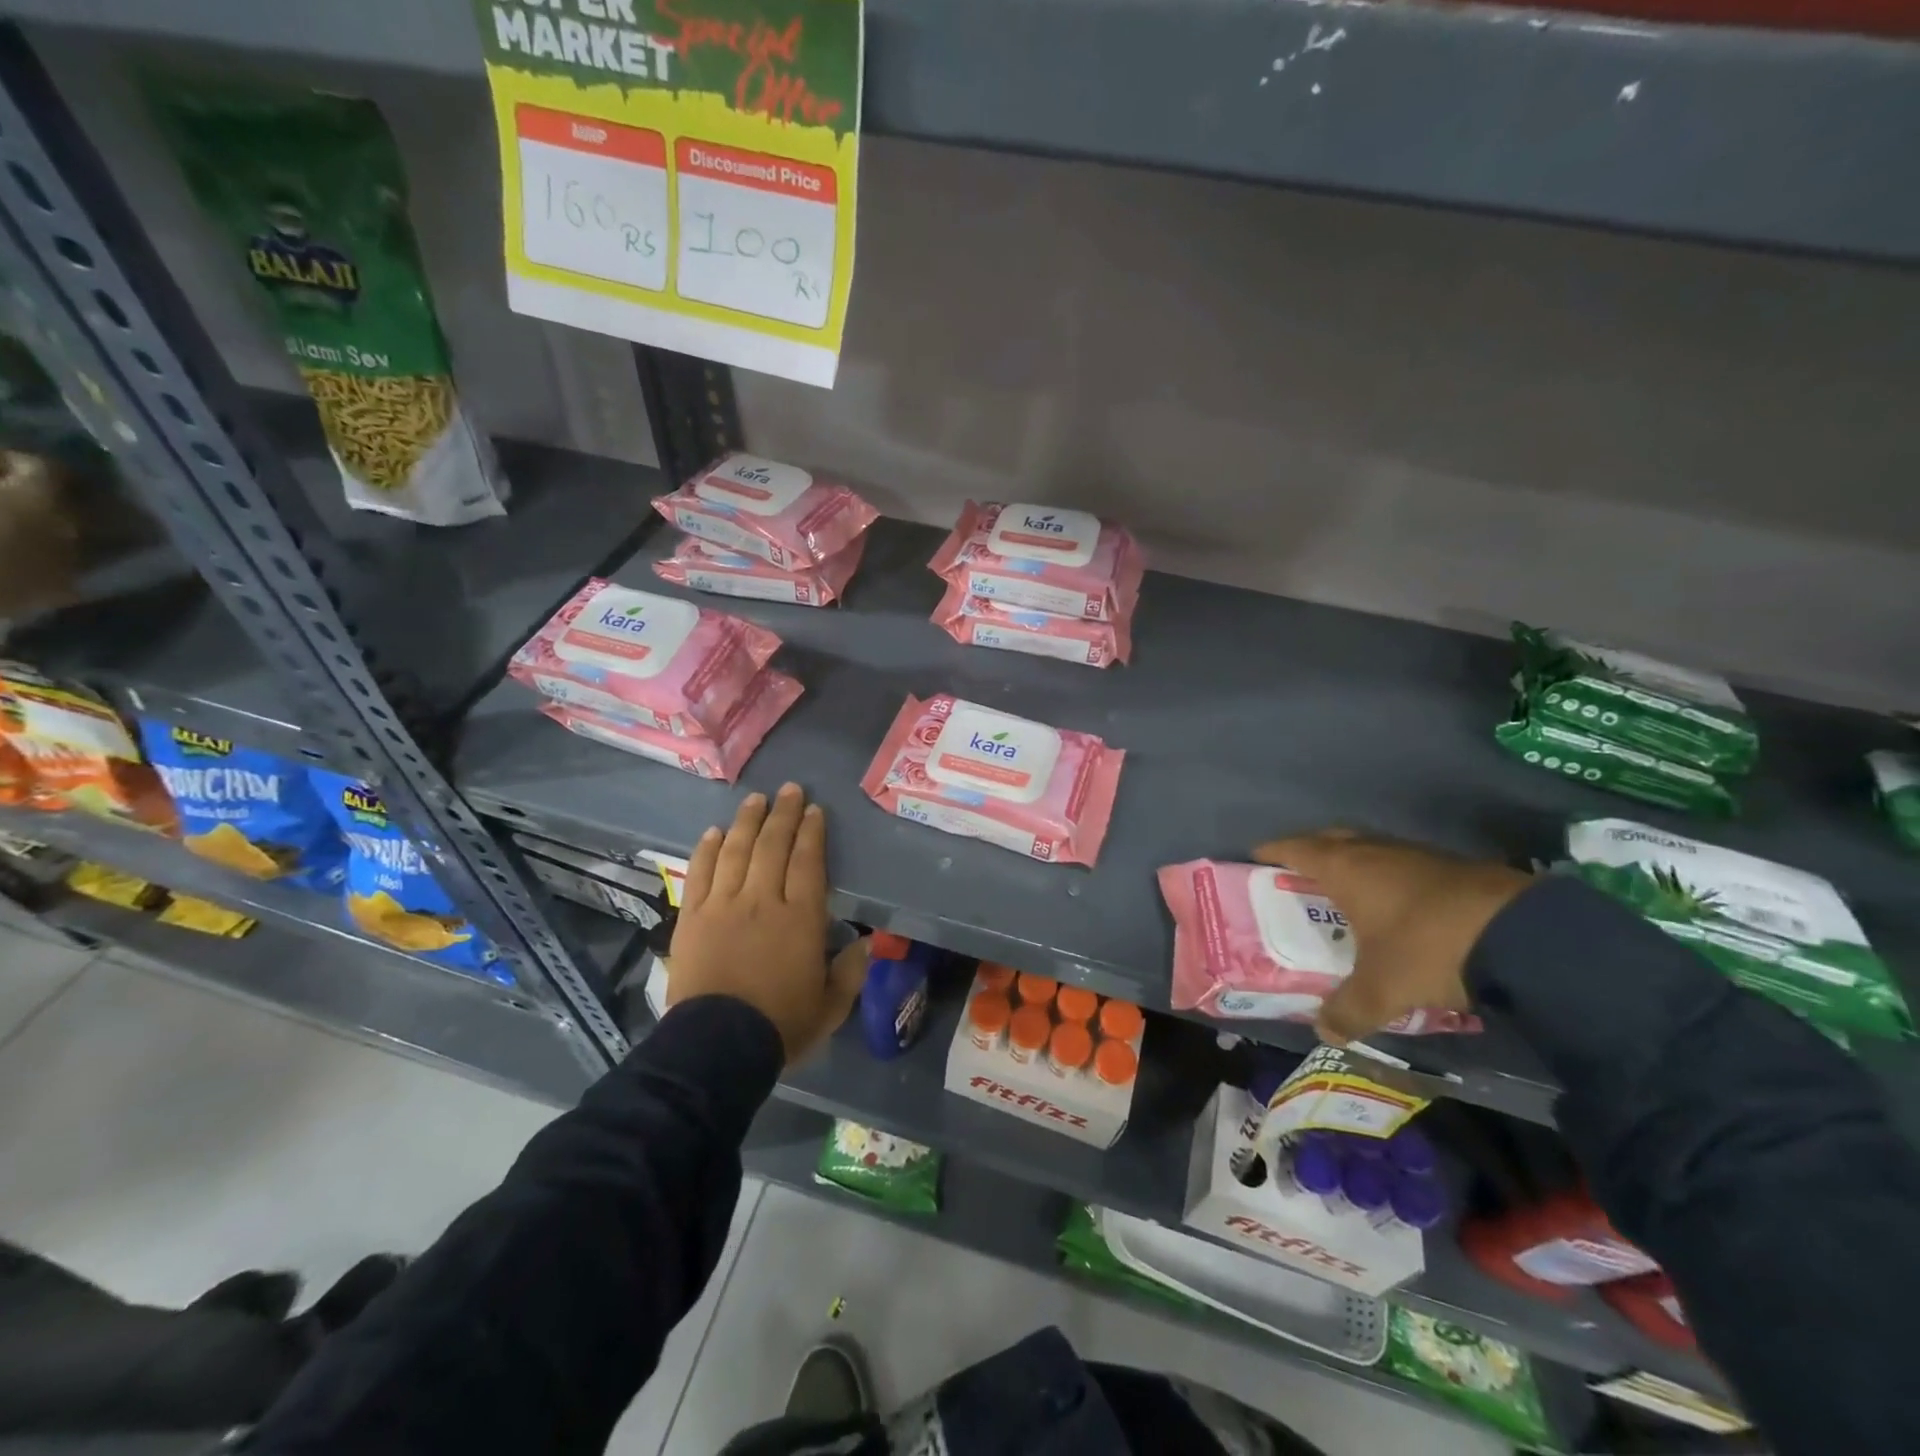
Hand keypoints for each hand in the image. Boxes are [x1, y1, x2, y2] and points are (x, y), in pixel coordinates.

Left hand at [667, 783, 866, 1063]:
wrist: (716, 1048)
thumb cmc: (780, 1026)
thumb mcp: (830, 1008)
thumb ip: (850, 973)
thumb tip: (865, 944)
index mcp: (800, 918)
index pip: (807, 861)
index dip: (811, 832)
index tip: (814, 810)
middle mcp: (762, 900)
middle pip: (773, 846)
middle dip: (783, 814)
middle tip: (789, 790)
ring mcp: (723, 905)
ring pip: (737, 851)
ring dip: (748, 821)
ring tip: (756, 799)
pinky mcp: (692, 917)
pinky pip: (700, 873)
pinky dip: (708, 849)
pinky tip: (715, 831)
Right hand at [1254, 829, 1531, 1045]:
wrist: (1522, 934)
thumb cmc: (1427, 948)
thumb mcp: (1381, 989)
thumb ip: (1347, 1010)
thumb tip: (1324, 1032)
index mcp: (1345, 869)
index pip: (1296, 849)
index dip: (1274, 851)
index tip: (1256, 856)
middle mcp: (1375, 852)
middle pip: (1332, 838)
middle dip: (1312, 850)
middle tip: (1298, 870)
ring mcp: (1416, 855)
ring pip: (1371, 849)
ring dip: (1354, 862)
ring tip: (1347, 889)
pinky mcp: (1453, 867)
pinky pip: (1403, 863)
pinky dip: (1389, 876)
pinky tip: (1399, 904)